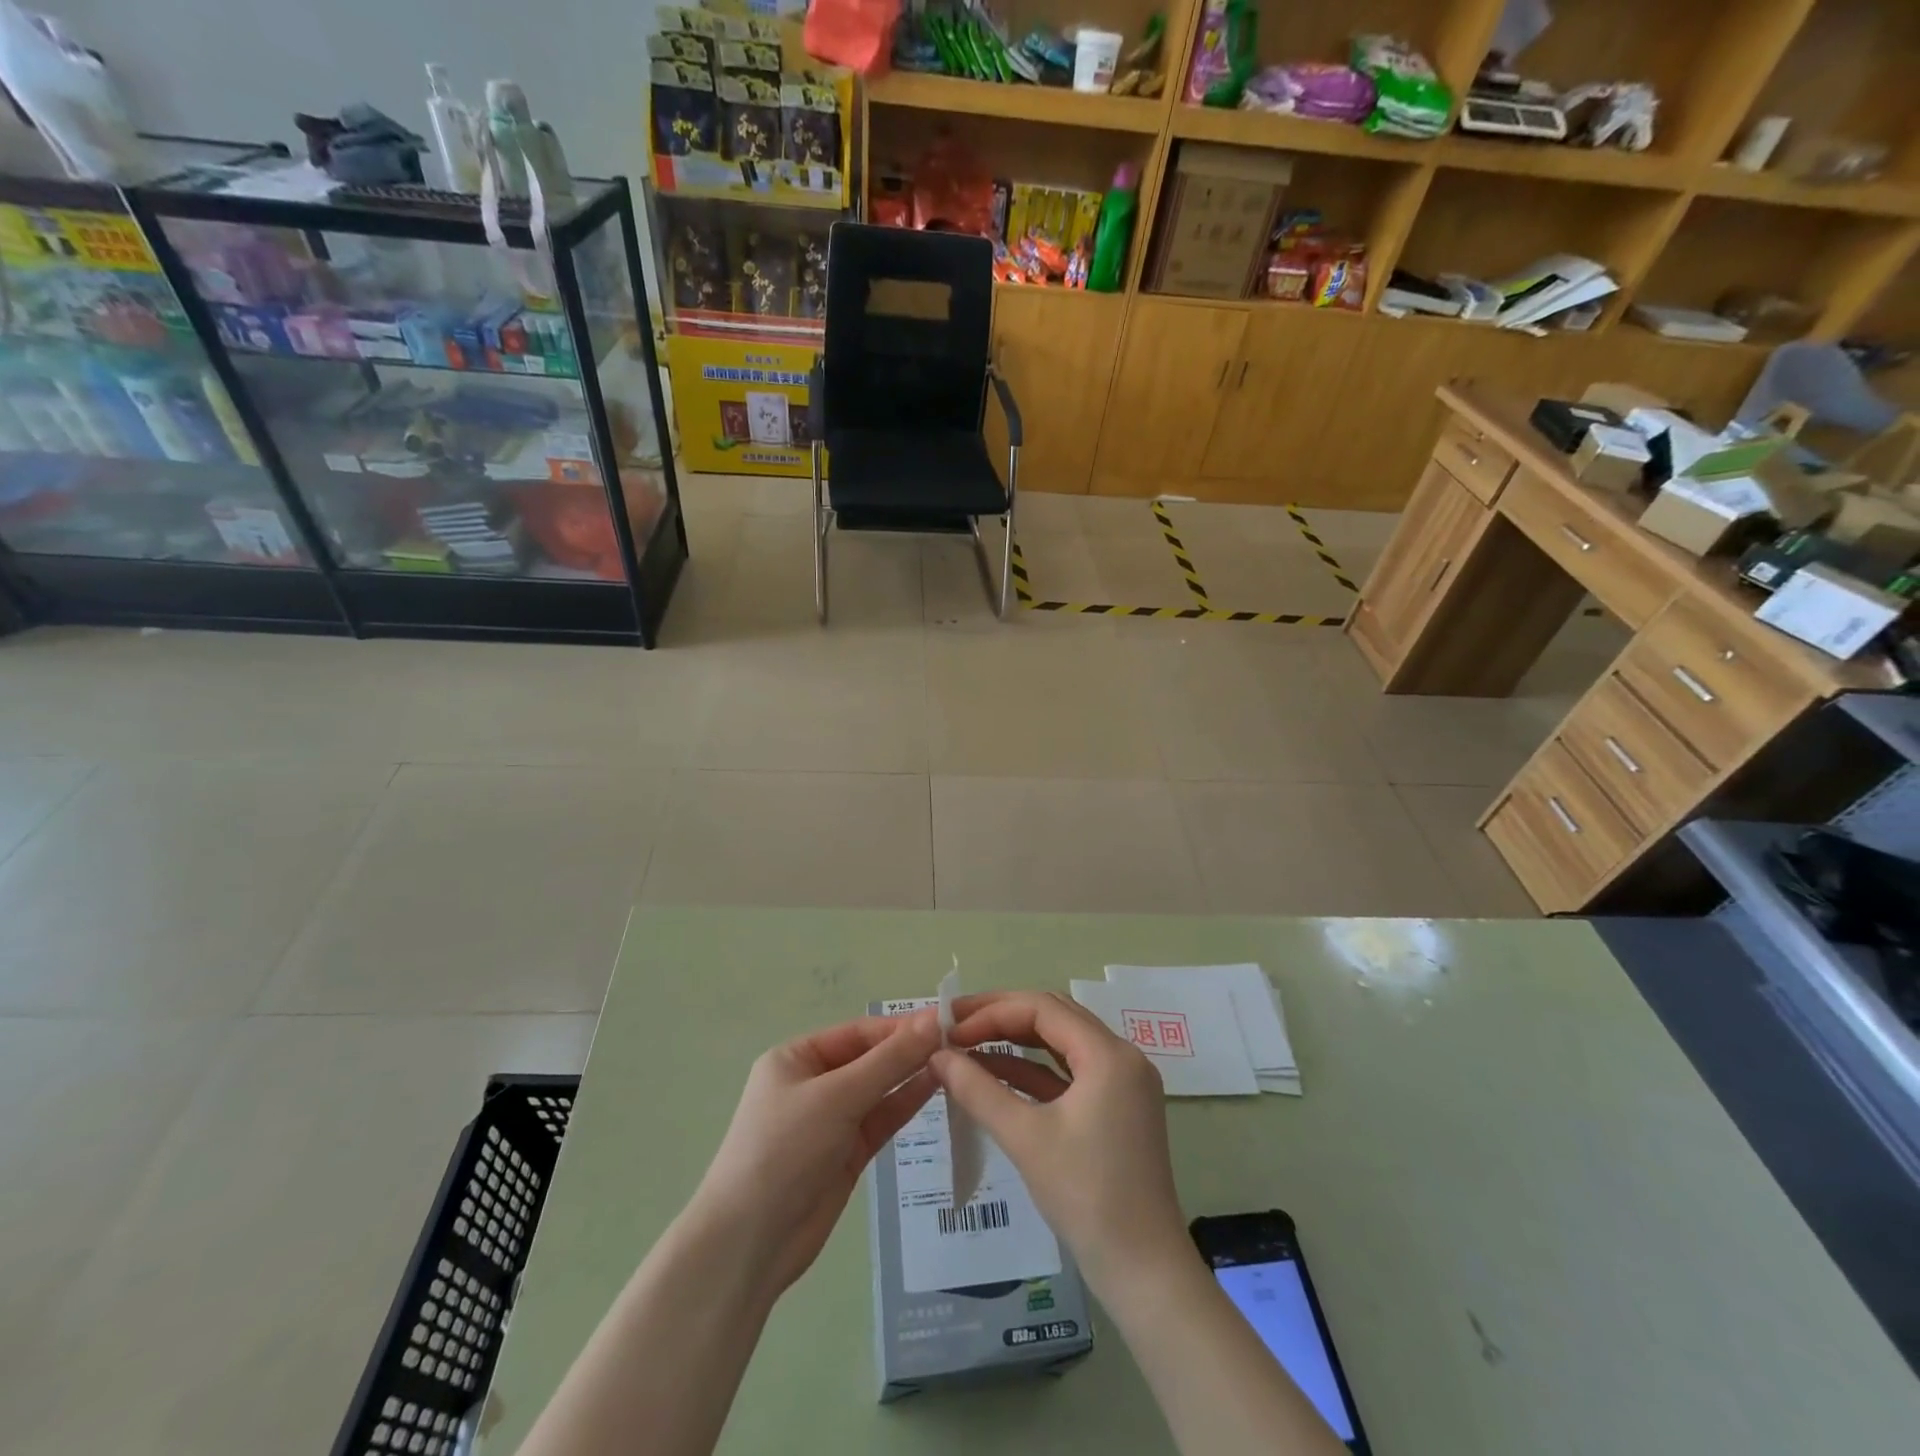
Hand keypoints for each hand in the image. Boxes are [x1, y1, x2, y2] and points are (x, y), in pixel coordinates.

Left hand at [691, 1010, 939, 1297]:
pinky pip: (881, 1119)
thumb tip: (934, 1020)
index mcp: (797, 1058)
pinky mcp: (847, 1153)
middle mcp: (814, 1083)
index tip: (947, 1020)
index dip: (901, 1026)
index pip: (858, 1032)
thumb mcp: (837, 1097)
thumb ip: (889, 1060)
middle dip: (910, 1049)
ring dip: (912, 1075)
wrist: (750, 1244)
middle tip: (961, 1040)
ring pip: (880, 1089)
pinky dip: (906, 1104)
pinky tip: (937, 1087)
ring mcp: (831, 1120)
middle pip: (871, 1058)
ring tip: (957, 1060)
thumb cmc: (785, 1150)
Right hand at [932, 991, 1187, 1294]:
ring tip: (968, 1045)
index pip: (1043, 1008)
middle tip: (956, 1025)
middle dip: (1003, 1017)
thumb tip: (937, 1056)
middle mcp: (1121, 1057)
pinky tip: (994, 1074)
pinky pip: (1068, 1074)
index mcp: (1109, 1054)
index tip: (952, 1028)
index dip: (993, 1012)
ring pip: (1060, 1043)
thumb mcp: (1025, 1138)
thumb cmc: (1086, 1197)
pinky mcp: (1115, 1108)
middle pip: (1054, 1017)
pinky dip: (1032, 1071)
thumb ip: (978, 1090)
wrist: (1143, 1271)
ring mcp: (1121, 1083)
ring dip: (1015, 1042)